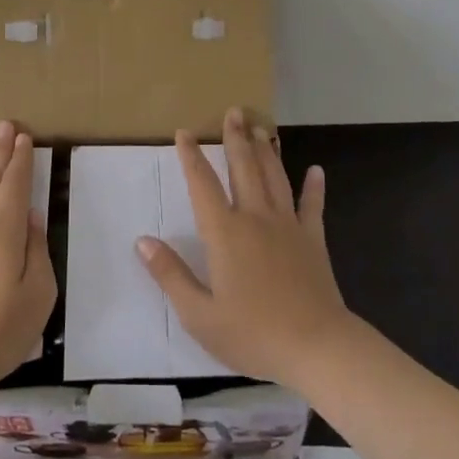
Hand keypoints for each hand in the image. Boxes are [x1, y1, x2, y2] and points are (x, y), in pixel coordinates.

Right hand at [136, 108, 350, 387]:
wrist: (316, 347)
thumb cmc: (252, 333)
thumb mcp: (199, 314)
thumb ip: (170, 274)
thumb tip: (142, 240)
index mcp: (225, 233)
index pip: (203, 185)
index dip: (191, 157)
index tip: (184, 132)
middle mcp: (255, 218)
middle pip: (243, 168)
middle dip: (236, 138)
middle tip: (233, 111)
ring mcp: (287, 226)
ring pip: (275, 178)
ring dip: (266, 151)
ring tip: (260, 127)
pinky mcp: (313, 240)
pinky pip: (312, 207)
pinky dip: (314, 188)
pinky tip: (316, 171)